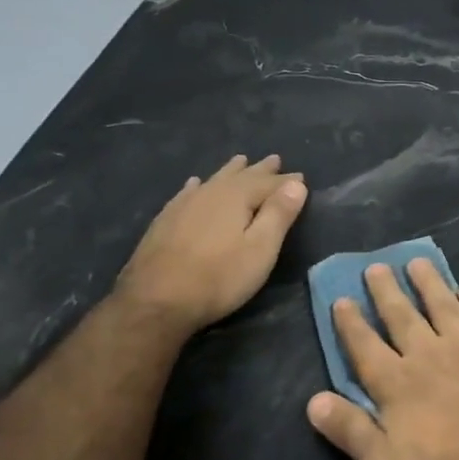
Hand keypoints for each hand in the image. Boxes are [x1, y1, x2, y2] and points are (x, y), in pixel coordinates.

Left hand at [113, 154, 306, 332]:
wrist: (156, 299)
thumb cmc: (219, 277)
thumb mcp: (260, 249)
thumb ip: (279, 214)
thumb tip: (296, 183)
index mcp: (236, 197)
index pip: (269, 183)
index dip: (287, 181)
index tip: (301, 176)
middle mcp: (210, 192)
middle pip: (241, 176)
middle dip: (260, 170)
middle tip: (274, 160)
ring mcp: (184, 205)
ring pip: (214, 180)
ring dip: (231, 171)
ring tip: (241, 160)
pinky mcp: (166, 220)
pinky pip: (188, 192)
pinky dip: (198, 185)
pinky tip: (195, 184)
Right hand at [305, 258, 458, 459]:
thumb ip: (350, 430)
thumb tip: (313, 401)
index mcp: (396, 384)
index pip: (365, 347)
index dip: (351, 323)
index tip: (341, 298)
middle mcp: (428, 356)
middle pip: (402, 317)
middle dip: (386, 292)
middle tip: (376, 266)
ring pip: (443, 307)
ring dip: (429, 284)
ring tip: (417, 262)